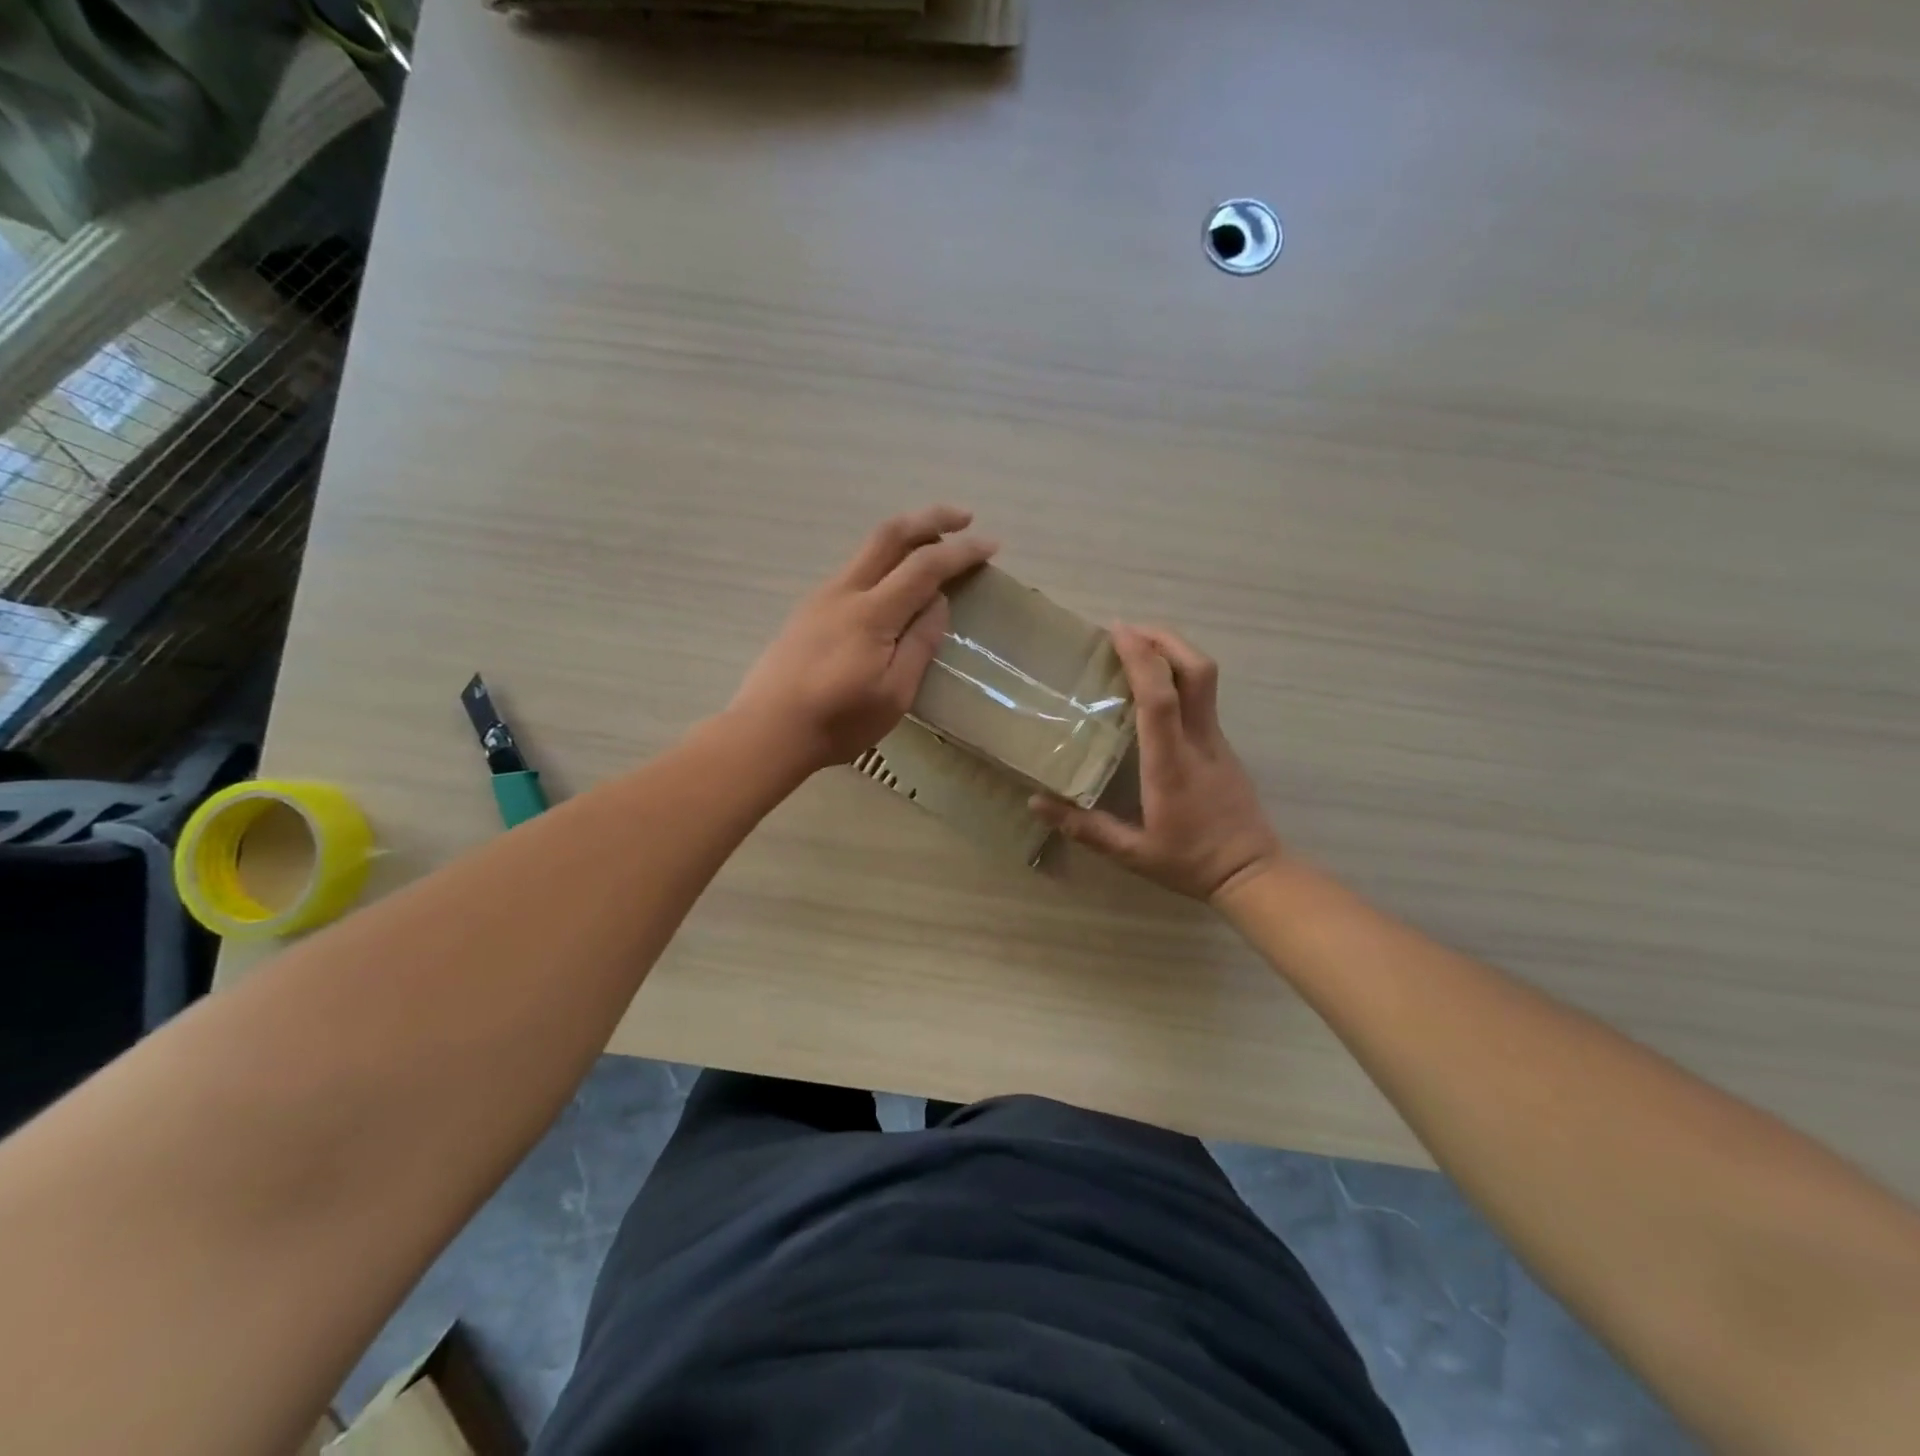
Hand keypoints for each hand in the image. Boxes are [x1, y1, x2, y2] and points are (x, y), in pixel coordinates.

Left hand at [729, 505, 997, 773]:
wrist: (767, 730)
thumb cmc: (838, 721)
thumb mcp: (894, 694)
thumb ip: (920, 643)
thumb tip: (938, 603)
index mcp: (871, 613)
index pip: (925, 566)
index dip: (961, 552)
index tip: (992, 546)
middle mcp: (845, 591)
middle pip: (890, 534)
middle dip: (931, 518)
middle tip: (965, 518)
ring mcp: (822, 597)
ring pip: (868, 549)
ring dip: (906, 537)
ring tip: (935, 547)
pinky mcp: (809, 610)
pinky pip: (855, 570)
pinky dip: (885, 560)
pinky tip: (895, 582)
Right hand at [1031, 625, 1282, 901]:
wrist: (1253, 873)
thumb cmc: (1189, 862)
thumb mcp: (1131, 854)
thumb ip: (1085, 828)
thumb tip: (1036, 802)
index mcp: (1171, 764)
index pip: (1160, 699)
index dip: (1141, 659)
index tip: (1117, 631)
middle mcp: (1198, 741)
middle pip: (1196, 671)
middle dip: (1164, 639)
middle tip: (1126, 630)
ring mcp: (1216, 739)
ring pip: (1205, 678)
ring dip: (1173, 651)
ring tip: (1136, 646)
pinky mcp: (1222, 743)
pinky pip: (1203, 694)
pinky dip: (1178, 674)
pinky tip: (1153, 684)